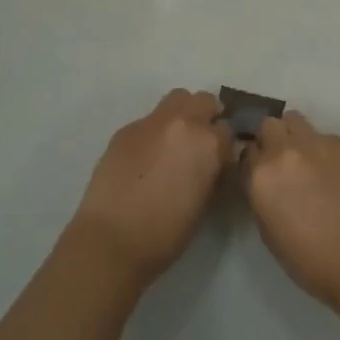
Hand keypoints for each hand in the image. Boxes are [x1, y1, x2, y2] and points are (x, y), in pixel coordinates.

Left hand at [68, 89, 233, 287]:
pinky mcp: (126, 129)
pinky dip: (154, 132)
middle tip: (200, 142)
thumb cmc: (166, 233)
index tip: (219, 160)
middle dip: (207, 117)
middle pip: (204, 101)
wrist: (111, 239)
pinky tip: (145, 157)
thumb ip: (213, 172)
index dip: (224, 146)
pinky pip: (148, 120)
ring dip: (182, 114)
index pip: (228, 130)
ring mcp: (151, 122)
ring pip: (176, 100)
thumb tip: (213, 162)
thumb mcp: (204, 203)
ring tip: (174, 142)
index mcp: (208, 143)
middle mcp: (183, 123)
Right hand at [241, 111, 339, 314]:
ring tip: (307, 156)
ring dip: (295, 134)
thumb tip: (264, 181)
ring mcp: (315, 142)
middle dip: (272, 138)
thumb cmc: (310, 260)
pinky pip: (325, 135)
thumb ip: (260, 195)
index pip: (247, 151)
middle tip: (283, 159)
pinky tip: (336, 171)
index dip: (254, 160)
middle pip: (268, 125)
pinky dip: (324, 148)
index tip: (261, 170)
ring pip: (295, 120)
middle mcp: (284, 151)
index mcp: (260, 175)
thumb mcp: (268, 231)